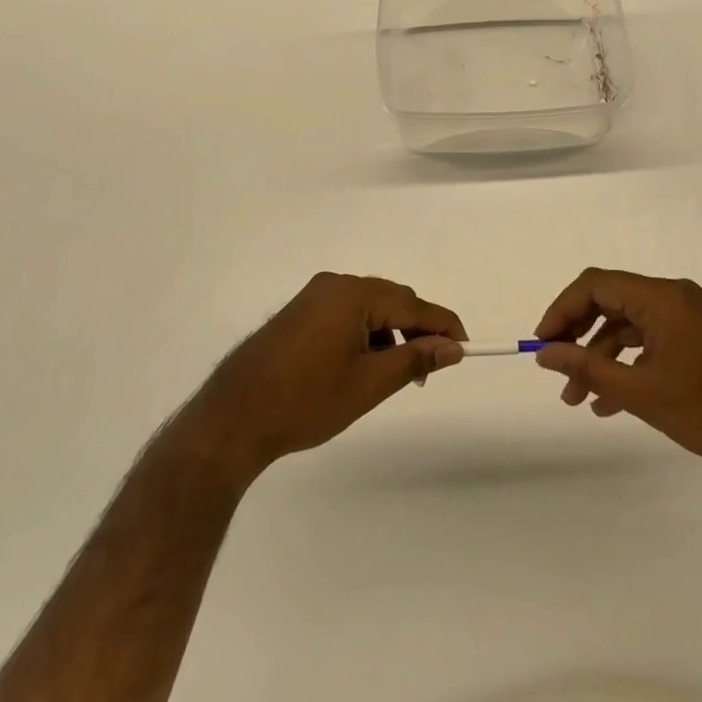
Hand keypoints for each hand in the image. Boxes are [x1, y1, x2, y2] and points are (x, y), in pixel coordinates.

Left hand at [177, 273, 466, 485]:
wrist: (235, 417)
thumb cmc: (306, 400)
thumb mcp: (369, 383)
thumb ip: (415, 359)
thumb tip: (453, 347)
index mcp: (353, 294)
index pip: (413, 304)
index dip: (443, 325)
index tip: (466, 347)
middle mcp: (334, 284)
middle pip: (392, 300)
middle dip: (416, 331)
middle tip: (429, 370)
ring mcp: (313, 296)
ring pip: (369, 308)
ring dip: (390, 334)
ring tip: (396, 374)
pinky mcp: (300, 312)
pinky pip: (346, 313)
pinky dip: (365, 334)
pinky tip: (364, 365)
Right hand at [533, 268, 701, 481]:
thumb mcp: (641, 392)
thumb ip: (587, 367)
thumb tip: (545, 353)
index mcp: (661, 297)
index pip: (595, 285)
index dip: (561, 310)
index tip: (542, 344)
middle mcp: (673, 296)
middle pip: (610, 302)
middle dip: (578, 337)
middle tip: (556, 371)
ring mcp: (688, 317)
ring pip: (628, 325)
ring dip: (600, 357)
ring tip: (578, 399)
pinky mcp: (698, 338)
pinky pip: (650, 340)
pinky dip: (627, 363)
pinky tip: (611, 402)